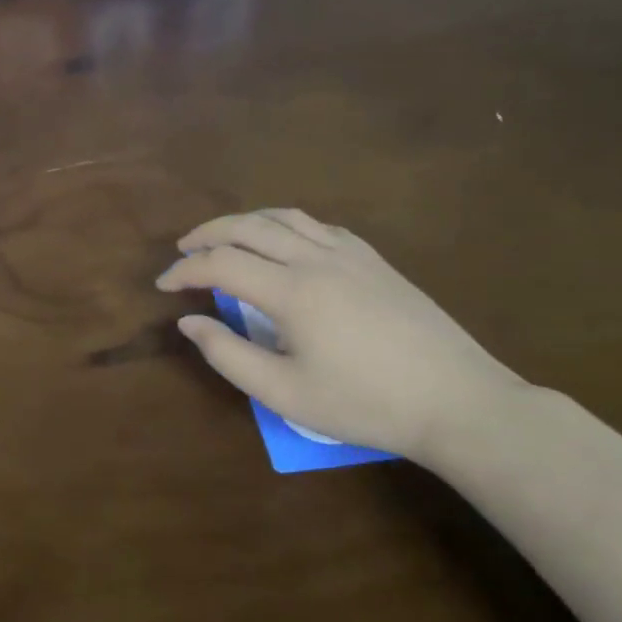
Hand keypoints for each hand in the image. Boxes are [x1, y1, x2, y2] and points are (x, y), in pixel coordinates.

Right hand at [157, 209, 525, 461]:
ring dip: (243, 222)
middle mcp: (316, 259)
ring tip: (223, 239)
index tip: (163, 285)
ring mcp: (350, 255)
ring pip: (283, 217)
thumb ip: (228, 355)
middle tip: (182, 251)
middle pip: (247, 227)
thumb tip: (190, 322)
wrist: (459, 402)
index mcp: (292, 291)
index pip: (221, 263)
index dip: (185, 270)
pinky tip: (282, 244)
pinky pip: (317, 226)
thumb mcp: (285, 393)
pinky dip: (284, 226)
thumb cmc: (366, 404)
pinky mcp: (374, 260)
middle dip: (206, 234)